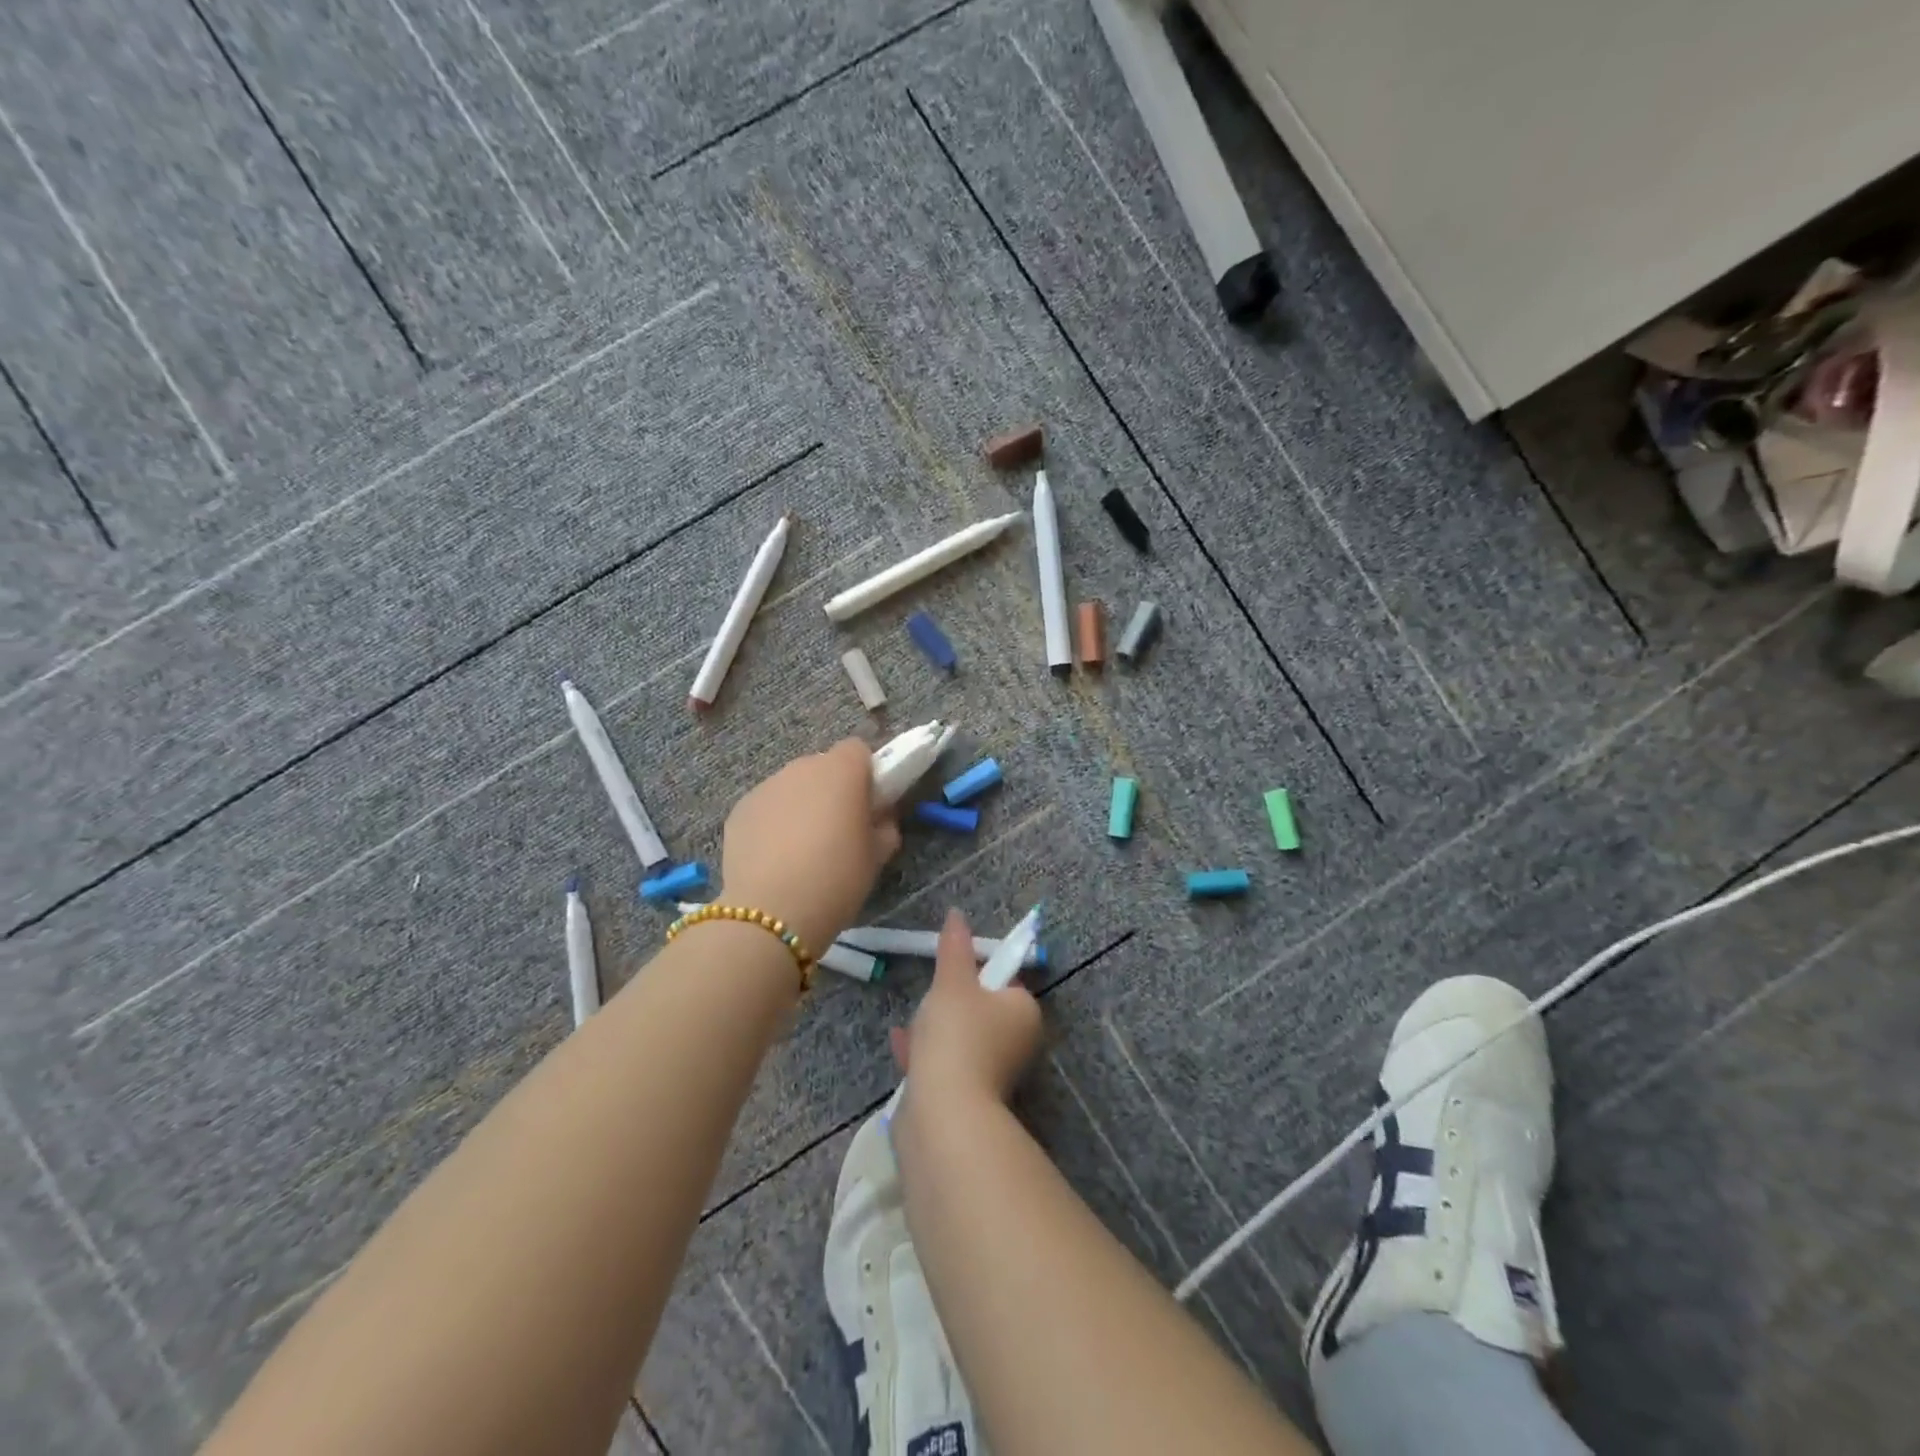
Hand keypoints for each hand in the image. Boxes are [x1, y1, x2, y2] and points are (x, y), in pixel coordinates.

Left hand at [722, 739, 901, 955]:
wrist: (772, 913)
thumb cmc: (837, 878)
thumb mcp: (877, 856)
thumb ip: (885, 826)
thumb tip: (880, 818)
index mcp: (841, 771)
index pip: (858, 750)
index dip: (866, 773)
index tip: (868, 804)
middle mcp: (801, 768)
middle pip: (823, 766)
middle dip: (832, 790)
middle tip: (838, 830)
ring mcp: (766, 787)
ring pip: (792, 787)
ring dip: (801, 805)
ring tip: (802, 849)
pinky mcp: (739, 810)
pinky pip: (766, 807)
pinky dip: (773, 823)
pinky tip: (775, 859)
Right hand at [892, 909, 1042, 1104]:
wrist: (944, 1112)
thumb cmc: (957, 1035)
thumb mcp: (952, 981)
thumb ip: (954, 947)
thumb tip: (957, 914)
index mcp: (1024, 1013)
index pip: (1004, 981)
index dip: (976, 973)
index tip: (950, 973)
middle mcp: (1016, 1044)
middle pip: (980, 1010)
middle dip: (949, 1004)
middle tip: (929, 1001)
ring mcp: (993, 1074)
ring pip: (960, 1040)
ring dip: (933, 1030)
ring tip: (910, 1025)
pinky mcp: (968, 1098)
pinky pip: (945, 1065)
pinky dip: (924, 1054)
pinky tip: (900, 1045)